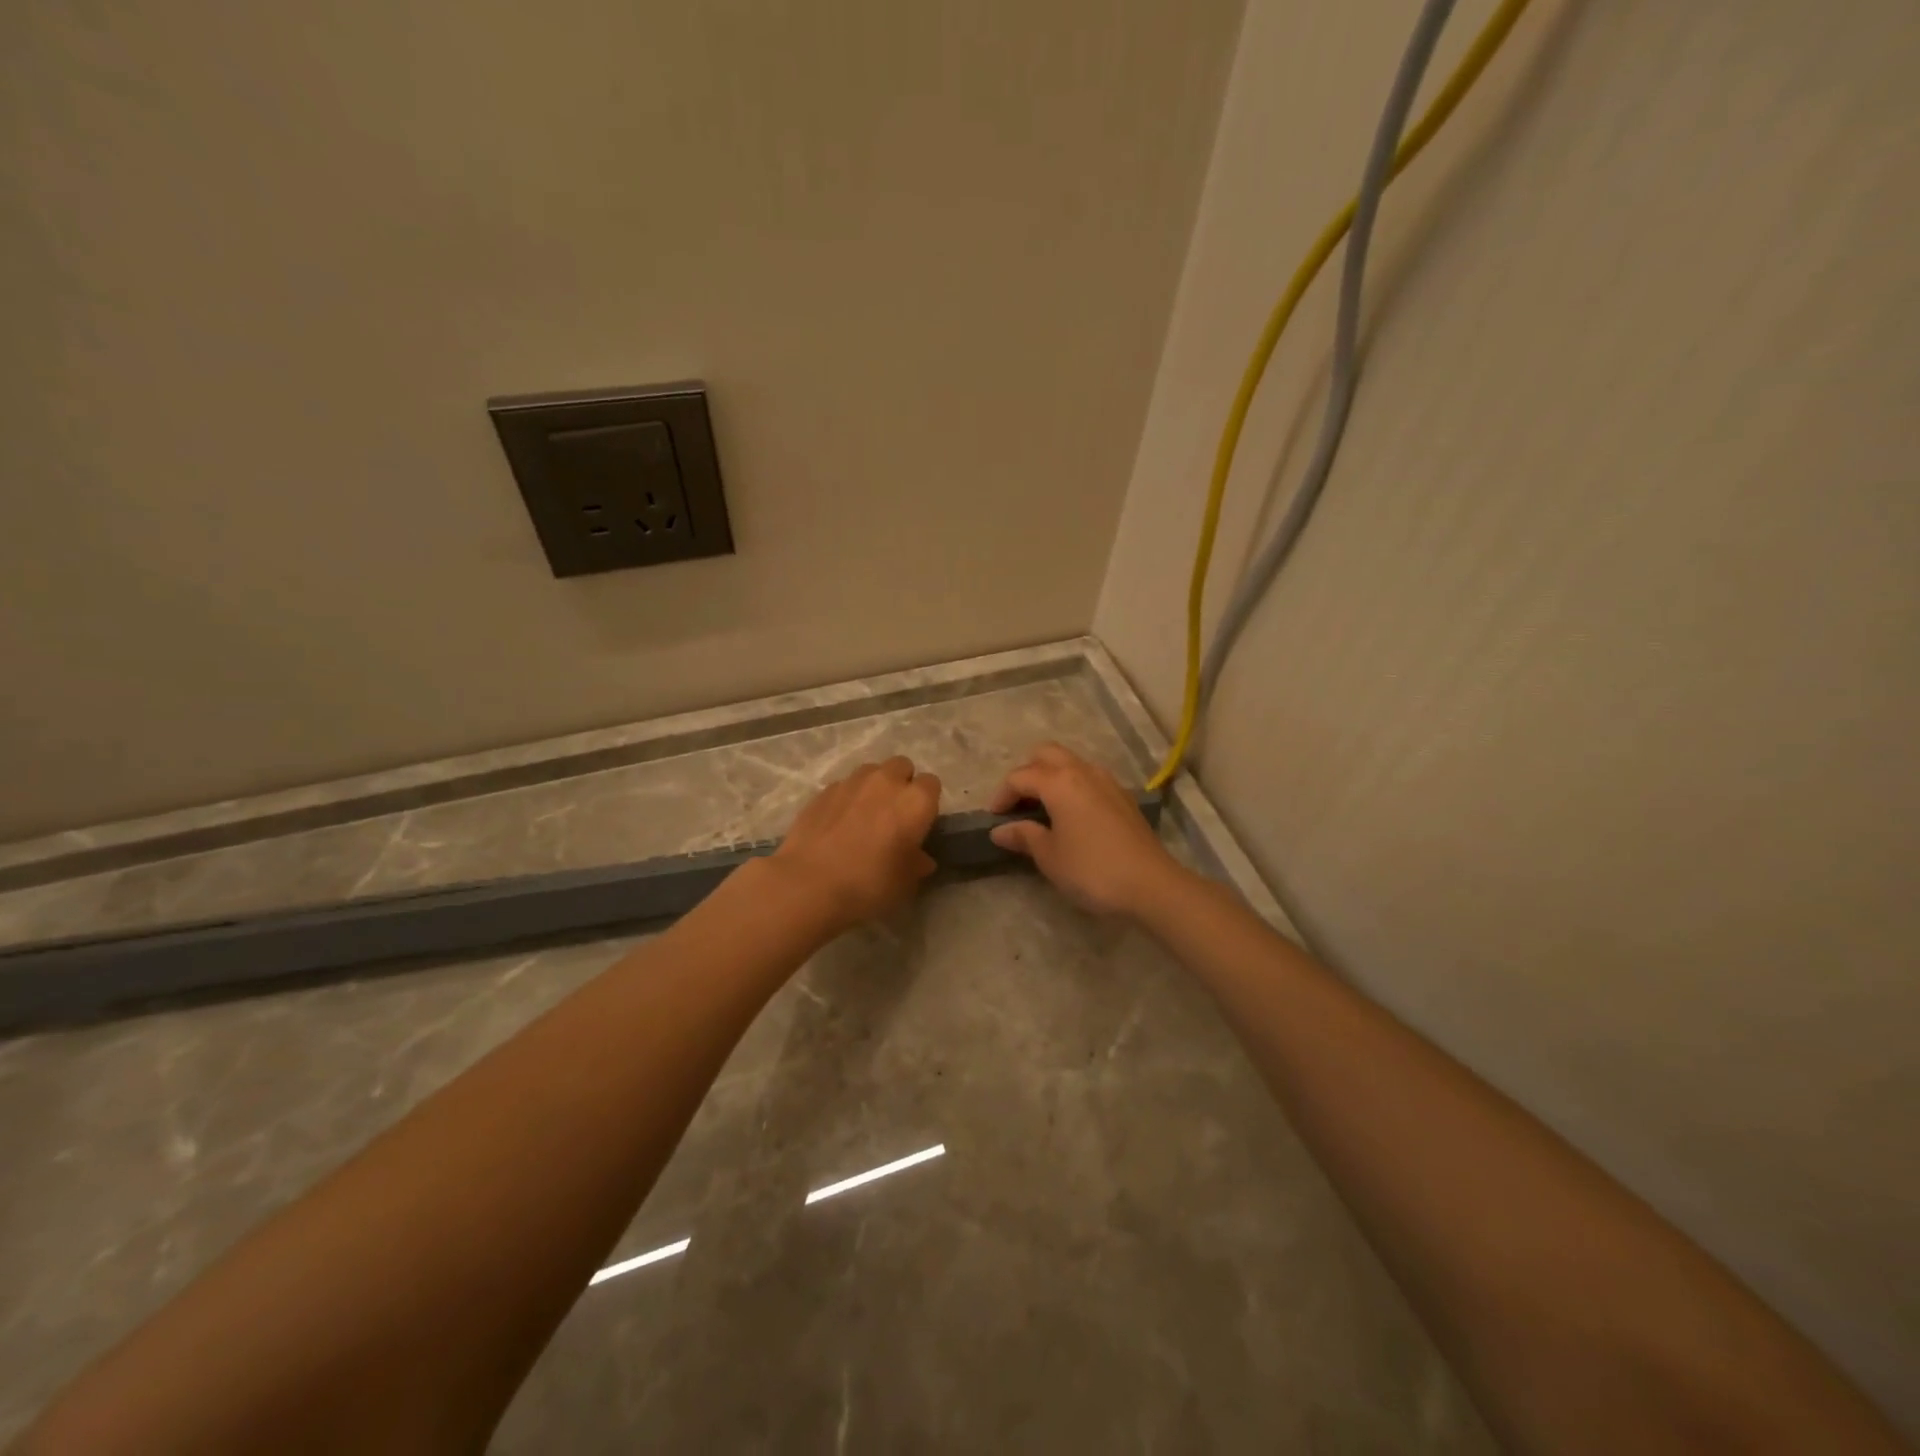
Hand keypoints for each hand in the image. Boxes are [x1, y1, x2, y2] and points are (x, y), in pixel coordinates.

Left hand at [770, 756, 941, 930]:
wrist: (809, 883)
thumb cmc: (869, 883)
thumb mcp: (905, 883)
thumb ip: (917, 864)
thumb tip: (921, 858)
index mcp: (915, 801)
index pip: (932, 784)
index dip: (927, 803)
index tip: (919, 823)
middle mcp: (886, 781)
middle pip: (902, 766)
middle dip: (901, 784)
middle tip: (894, 814)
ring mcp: (852, 782)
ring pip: (871, 771)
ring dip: (874, 786)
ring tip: (865, 815)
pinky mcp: (824, 790)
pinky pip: (844, 786)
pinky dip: (847, 798)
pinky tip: (838, 823)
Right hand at [987, 743, 1180, 916]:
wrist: (1151, 884)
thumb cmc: (1092, 870)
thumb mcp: (1050, 856)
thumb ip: (1024, 836)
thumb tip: (1000, 830)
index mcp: (1059, 782)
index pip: (1020, 777)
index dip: (1001, 795)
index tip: (993, 819)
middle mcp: (1083, 771)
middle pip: (1046, 754)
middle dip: (1026, 773)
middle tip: (1018, 804)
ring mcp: (1107, 781)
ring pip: (1071, 763)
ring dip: (1051, 777)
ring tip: (1042, 809)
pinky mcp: (1123, 797)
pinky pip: (1089, 778)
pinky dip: (1072, 787)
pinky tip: (1071, 816)